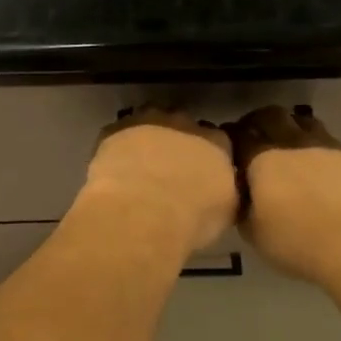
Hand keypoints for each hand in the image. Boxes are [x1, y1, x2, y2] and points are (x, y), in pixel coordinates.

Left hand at [76, 105, 238, 256]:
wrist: (142, 214)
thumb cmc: (192, 218)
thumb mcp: (226, 211)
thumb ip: (226, 189)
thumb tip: (220, 187)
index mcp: (216, 142)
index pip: (218, 140)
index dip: (208, 155)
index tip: (202, 172)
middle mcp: (183, 122)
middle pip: (183, 124)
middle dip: (177, 142)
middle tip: (169, 168)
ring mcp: (146, 121)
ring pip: (148, 121)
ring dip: (147, 138)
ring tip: (140, 166)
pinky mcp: (114, 130)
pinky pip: (117, 134)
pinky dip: (117, 147)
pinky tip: (114, 169)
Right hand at [227, 106, 340, 287]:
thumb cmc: (299, 242)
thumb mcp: (255, 234)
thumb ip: (244, 208)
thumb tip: (244, 196)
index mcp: (262, 159)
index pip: (239, 134)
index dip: (231, 137)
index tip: (229, 146)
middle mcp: (293, 142)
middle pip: (271, 115)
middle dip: (259, 121)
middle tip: (257, 137)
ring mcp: (328, 145)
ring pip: (304, 121)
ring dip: (292, 128)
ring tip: (291, 149)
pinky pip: (332, 142)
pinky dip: (321, 150)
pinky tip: (324, 171)